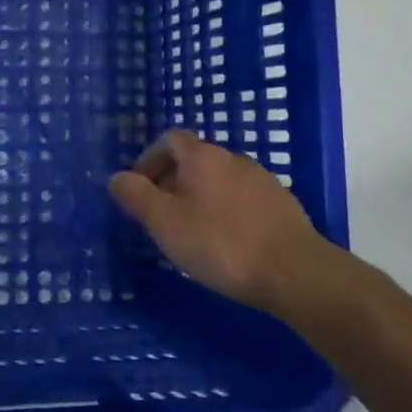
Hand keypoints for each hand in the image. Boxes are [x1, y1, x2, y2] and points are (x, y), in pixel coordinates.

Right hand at [109, 130, 351, 313]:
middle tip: (161, 217)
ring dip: (201, 198)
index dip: (150, 159)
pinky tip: (227, 243)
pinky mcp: (282, 205)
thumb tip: (116, 177)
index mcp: (202, 157)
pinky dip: (227, 213)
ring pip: (220, 181)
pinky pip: (243, 200)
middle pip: (195, 160)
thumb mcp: (164, 222)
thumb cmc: (220, 243)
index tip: (140, 190)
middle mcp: (233, 159)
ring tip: (192, 233)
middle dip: (173, 182)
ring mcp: (262, 181)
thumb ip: (136, 196)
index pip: (170, 139)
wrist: (294, 271)